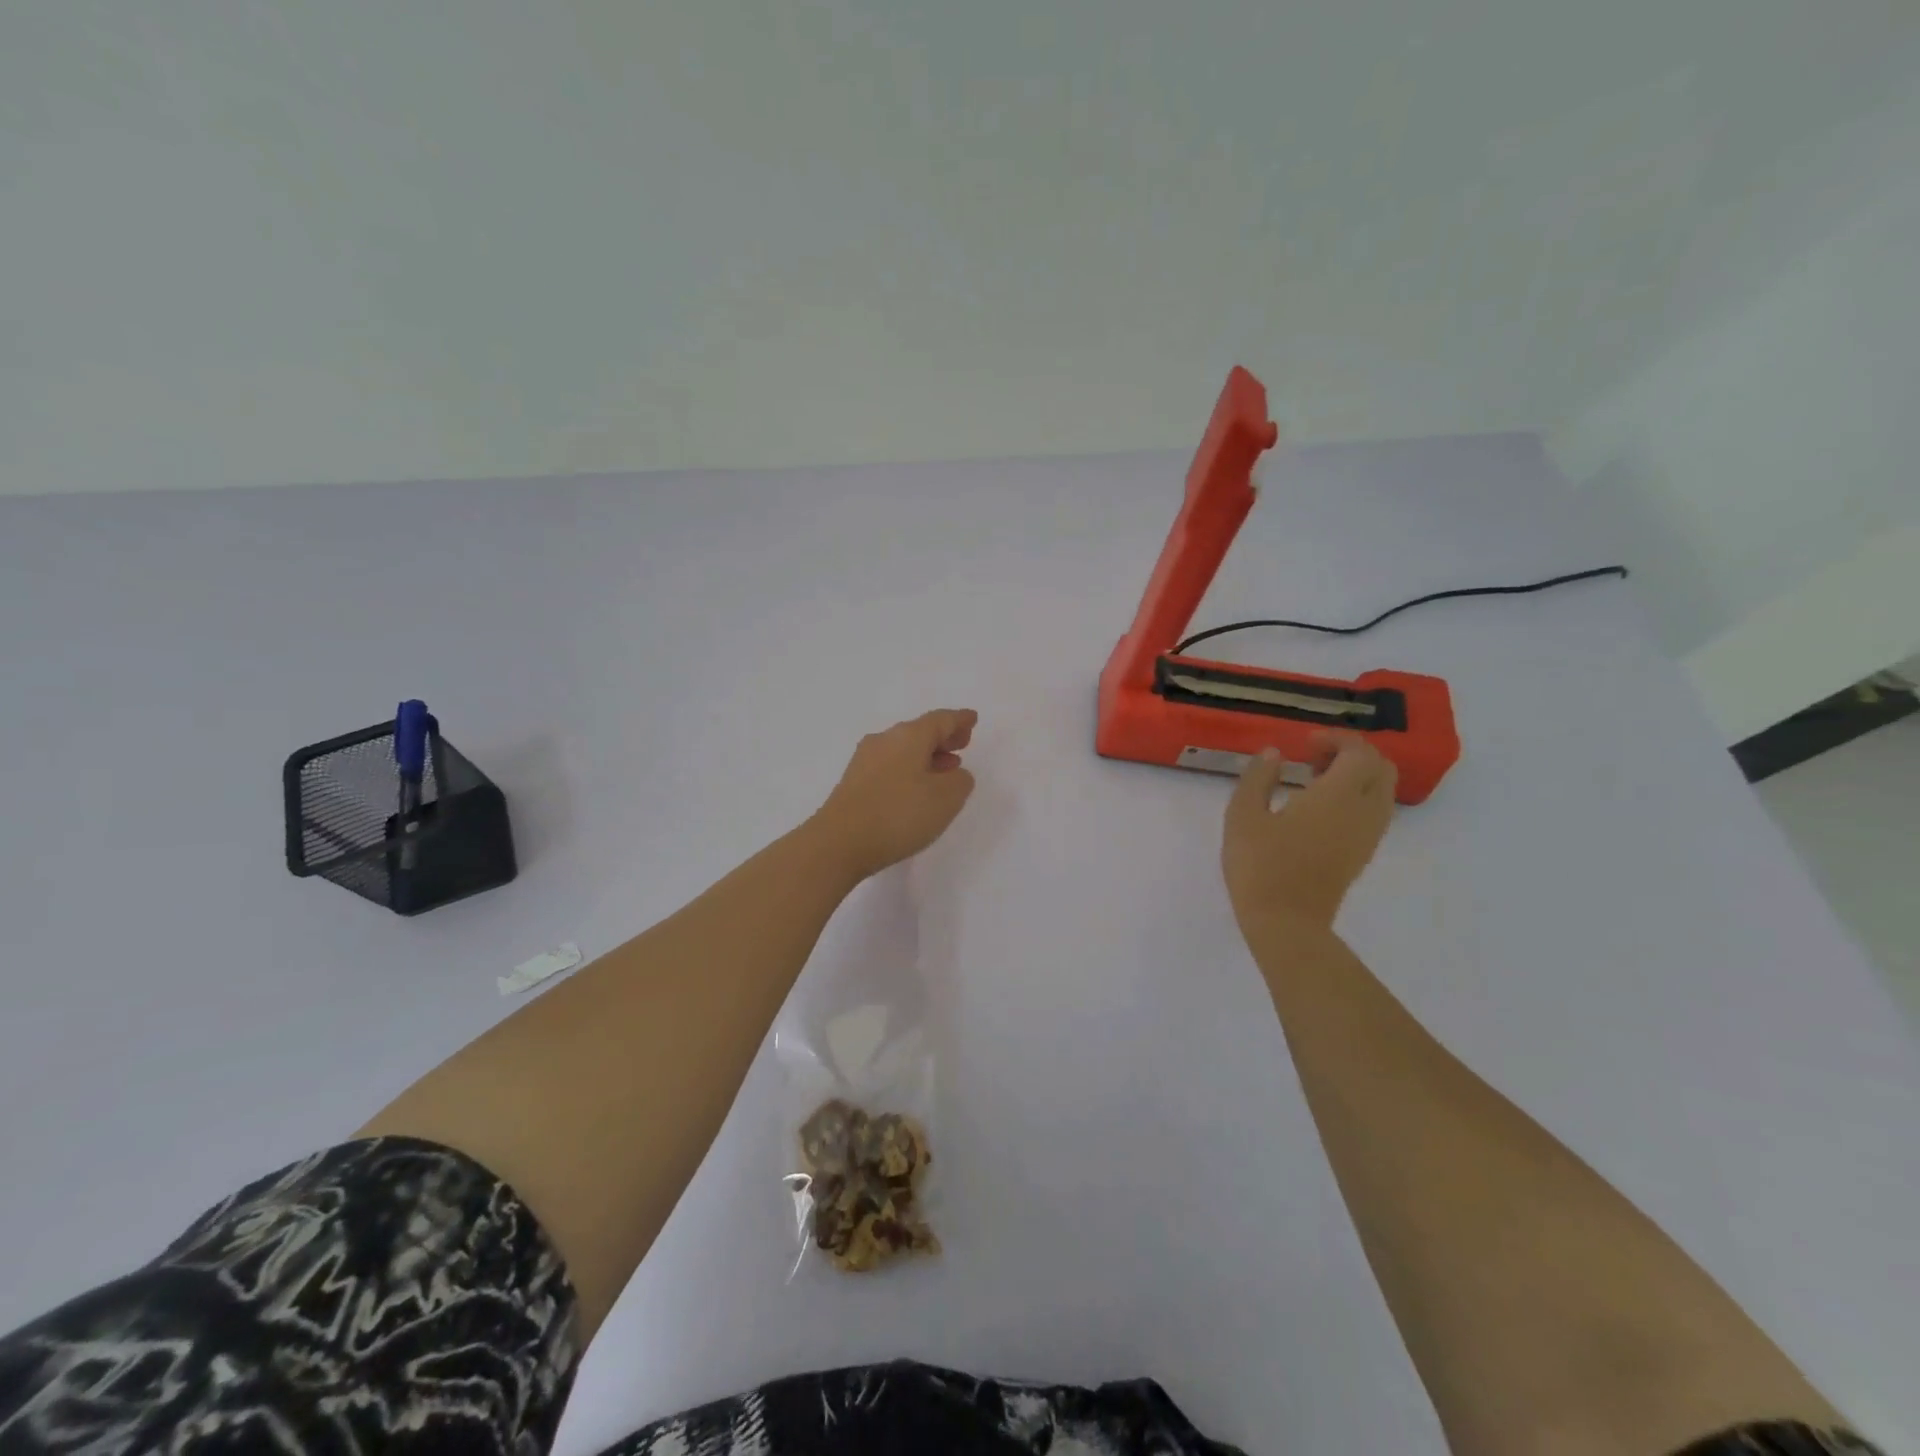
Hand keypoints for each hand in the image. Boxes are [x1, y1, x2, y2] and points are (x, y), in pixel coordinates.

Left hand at [812, 709, 978, 878]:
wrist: (838, 842)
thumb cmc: (898, 814)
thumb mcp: (946, 798)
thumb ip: (960, 781)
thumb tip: (954, 773)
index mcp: (909, 736)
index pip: (941, 720)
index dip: (960, 720)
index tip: (972, 719)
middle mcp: (885, 740)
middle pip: (920, 731)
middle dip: (943, 737)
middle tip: (962, 744)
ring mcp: (865, 761)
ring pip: (903, 749)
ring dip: (927, 756)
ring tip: (945, 769)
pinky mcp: (853, 782)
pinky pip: (890, 766)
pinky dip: (909, 769)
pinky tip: (916, 788)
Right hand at [1223, 733, 1395, 932]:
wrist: (1286, 922)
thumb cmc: (1260, 865)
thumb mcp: (1243, 815)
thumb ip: (1258, 778)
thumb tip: (1274, 754)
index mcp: (1338, 795)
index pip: (1358, 752)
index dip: (1336, 739)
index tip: (1304, 743)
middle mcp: (1364, 811)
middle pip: (1381, 768)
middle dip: (1352, 754)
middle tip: (1313, 758)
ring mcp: (1368, 835)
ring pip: (1382, 791)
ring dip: (1357, 777)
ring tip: (1314, 782)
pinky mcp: (1362, 854)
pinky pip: (1374, 813)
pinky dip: (1356, 799)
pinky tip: (1319, 810)